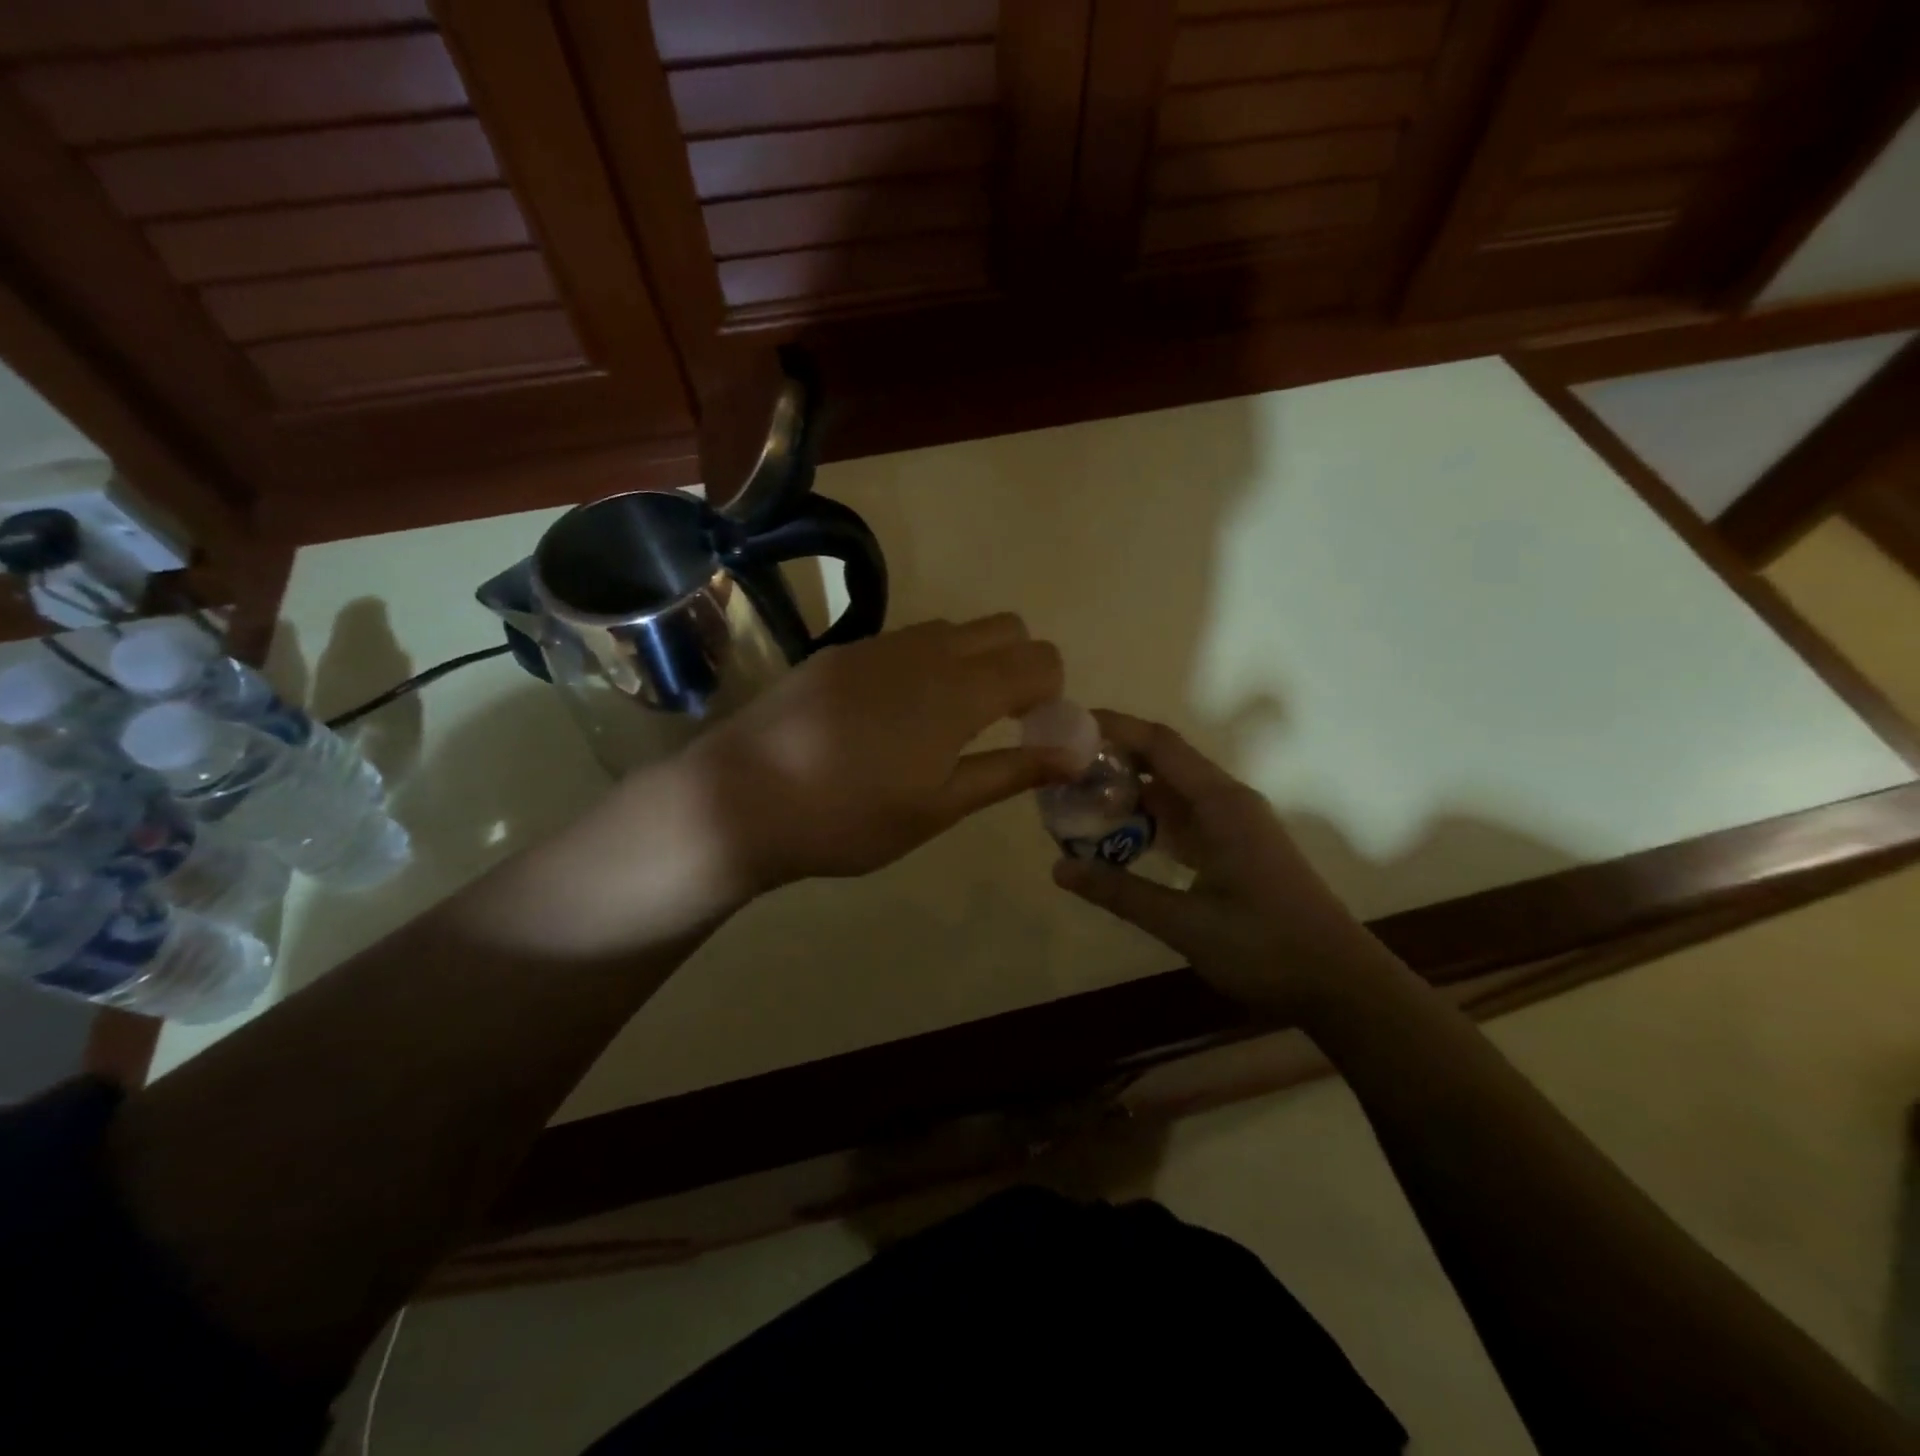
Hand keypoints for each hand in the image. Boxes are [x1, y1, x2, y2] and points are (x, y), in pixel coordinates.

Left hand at [685, 615, 1070, 893]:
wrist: (740, 797)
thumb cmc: (849, 817)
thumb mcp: (939, 807)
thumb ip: (1011, 771)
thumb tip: (1076, 752)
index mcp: (958, 690)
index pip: (1040, 659)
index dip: (1051, 692)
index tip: (1031, 732)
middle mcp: (925, 651)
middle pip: (1005, 627)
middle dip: (1019, 666)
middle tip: (995, 724)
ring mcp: (879, 645)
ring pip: (953, 630)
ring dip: (971, 663)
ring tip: (941, 725)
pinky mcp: (841, 653)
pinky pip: (906, 641)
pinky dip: (925, 665)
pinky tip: (887, 719)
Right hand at [1052, 712, 1402, 1017]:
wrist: (1339, 985)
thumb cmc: (1266, 947)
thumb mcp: (1184, 923)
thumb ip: (1121, 892)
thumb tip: (1059, 867)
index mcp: (1221, 804)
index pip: (1160, 745)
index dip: (1115, 728)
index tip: (1069, 726)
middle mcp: (1228, 803)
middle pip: (1163, 764)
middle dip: (1113, 763)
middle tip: (1060, 773)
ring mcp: (1234, 826)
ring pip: (1172, 795)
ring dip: (1128, 796)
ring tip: (1078, 803)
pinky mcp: (1235, 850)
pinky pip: (1183, 821)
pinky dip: (1149, 823)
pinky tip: (1118, 840)